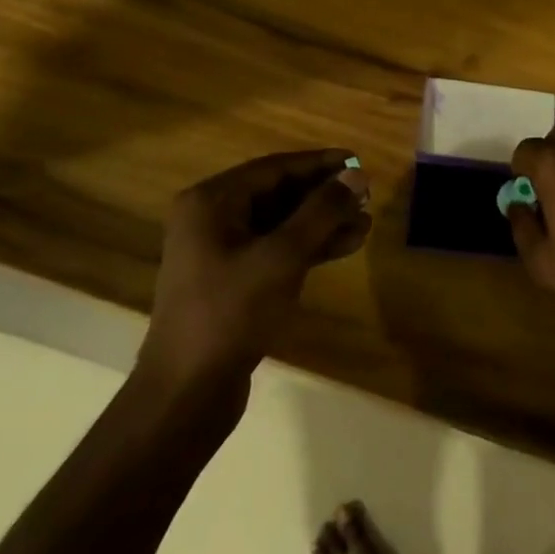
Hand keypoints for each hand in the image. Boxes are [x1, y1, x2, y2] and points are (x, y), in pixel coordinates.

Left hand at [137, 150, 370, 398]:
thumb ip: (321, 212)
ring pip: (281, 224)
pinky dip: (309, 247)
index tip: (357, 160)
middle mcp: (212, 219)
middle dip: (324, 196)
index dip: (319, 164)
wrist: (187, 393)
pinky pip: (276, 250)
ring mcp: (221, 252)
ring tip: (366, 224)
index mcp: (212, 202)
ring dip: (322, 223)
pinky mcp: (233, 282)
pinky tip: (345, 247)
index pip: (274, 168)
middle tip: (367, 196)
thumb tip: (356, 174)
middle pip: (278, 194)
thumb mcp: (282, 256)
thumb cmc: (232, 313)